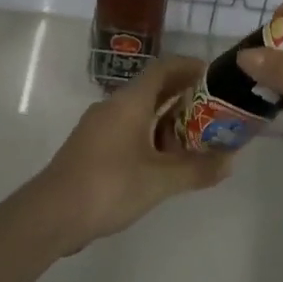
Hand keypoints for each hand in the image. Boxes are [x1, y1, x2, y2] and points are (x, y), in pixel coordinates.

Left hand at [28, 56, 228, 253]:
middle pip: (153, 89)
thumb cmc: (109, 186)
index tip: (214, 75)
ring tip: (197, 139)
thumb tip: (230, 161)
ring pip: (140, 112)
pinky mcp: (92, 147)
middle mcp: (113, 106)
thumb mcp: (159, 180)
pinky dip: (150, 136)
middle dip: (184, 96)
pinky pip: (128, 130)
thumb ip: (196, 169)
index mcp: (129, 102)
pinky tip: (165, 161)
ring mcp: (99, 127)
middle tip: (214, 111)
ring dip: (167, 120)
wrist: (52, 214)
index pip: (163, 68)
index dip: (189, 67)